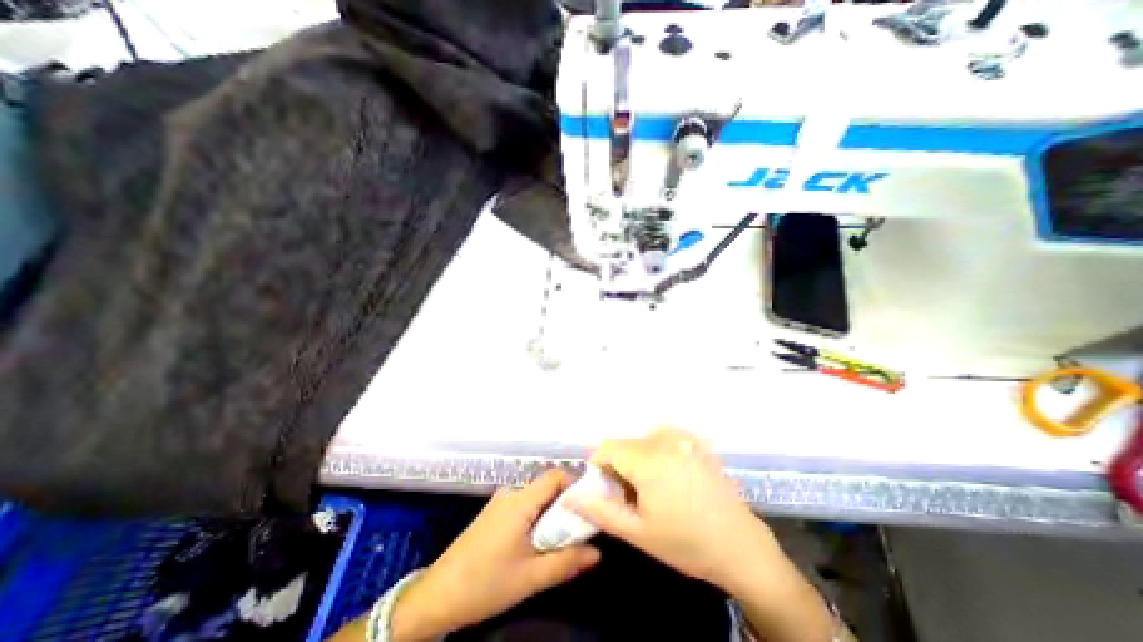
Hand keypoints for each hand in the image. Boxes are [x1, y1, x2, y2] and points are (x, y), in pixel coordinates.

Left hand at [394, 468, 600, 638]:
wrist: (437, 596)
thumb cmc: (486, 584)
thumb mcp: (531, 577)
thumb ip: (567, 562)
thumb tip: (597, 552)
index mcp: (521, 500)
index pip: (556, 476)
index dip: (575, 486)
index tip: (588, 509)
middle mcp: (511, 492)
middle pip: (547, 486)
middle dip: (565, 506)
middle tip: (576, 531)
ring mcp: (500, 501)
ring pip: (536, 497)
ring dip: (550, 514)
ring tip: (558, 541)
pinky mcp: (494, 512)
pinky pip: (524, 505)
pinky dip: (536, 518)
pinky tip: (535, 543)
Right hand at [569, 426, 781, 590]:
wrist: (742, 548)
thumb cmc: (685, 543)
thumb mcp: (637, 532)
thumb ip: (599, 510)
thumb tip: (569, 496)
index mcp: (648, 458)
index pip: (606, 447)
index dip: (599, 467)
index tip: (606, 490)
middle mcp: (665, 439)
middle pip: (625, 443)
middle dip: (619, 465)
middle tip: (630, 495)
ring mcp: (684, 437)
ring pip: (643, 439)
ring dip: (637, 459)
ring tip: (651, 489)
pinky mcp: (697, 442)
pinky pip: (663, 439)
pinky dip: (656, 453)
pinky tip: (671, 479)